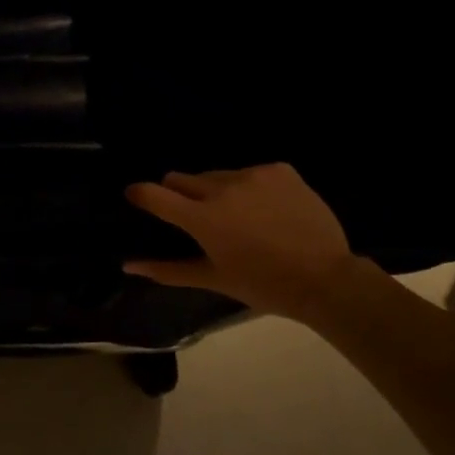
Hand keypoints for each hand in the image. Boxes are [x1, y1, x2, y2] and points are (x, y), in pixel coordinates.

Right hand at [123, 164, 368, 323]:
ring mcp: (253, 174)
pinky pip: (253, 173)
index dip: (140, 193)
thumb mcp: (214, 279)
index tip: (135, 196)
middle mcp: (222, 187)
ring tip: (240, 216)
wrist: (325, 278)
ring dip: (218, 191)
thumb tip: (128, 266)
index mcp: (202, 218)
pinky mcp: (280, 170)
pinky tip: (268, 209)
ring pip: (219, 175)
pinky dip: (252, 188)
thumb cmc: (264, 285)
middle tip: (198, 218)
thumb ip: (168, 270)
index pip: (155, 194)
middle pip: (184, 179)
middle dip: (181, 194)